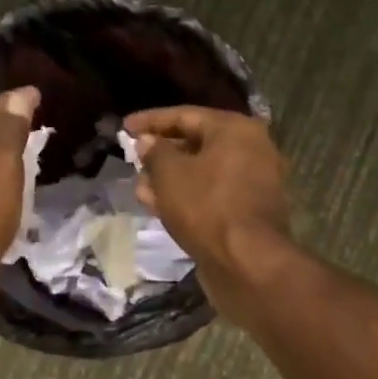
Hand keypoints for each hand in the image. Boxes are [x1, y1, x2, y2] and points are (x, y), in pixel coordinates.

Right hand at [124, 106, 293, 322]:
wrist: (247, 263)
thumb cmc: (207, 207)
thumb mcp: (170, 174)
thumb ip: (155, 152)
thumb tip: (147, 142)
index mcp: (236, 129)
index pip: (186, 115)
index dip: (151, 120)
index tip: (123, 127)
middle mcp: (252, 150)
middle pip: (198, 143)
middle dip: (161, 151)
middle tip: (132, 158)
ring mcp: (253, 183)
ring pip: (203, 173)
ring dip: (170, 178)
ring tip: (139, 185)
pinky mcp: (248, 213)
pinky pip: (212, 195)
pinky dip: (186, 196)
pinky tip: (158, 205)